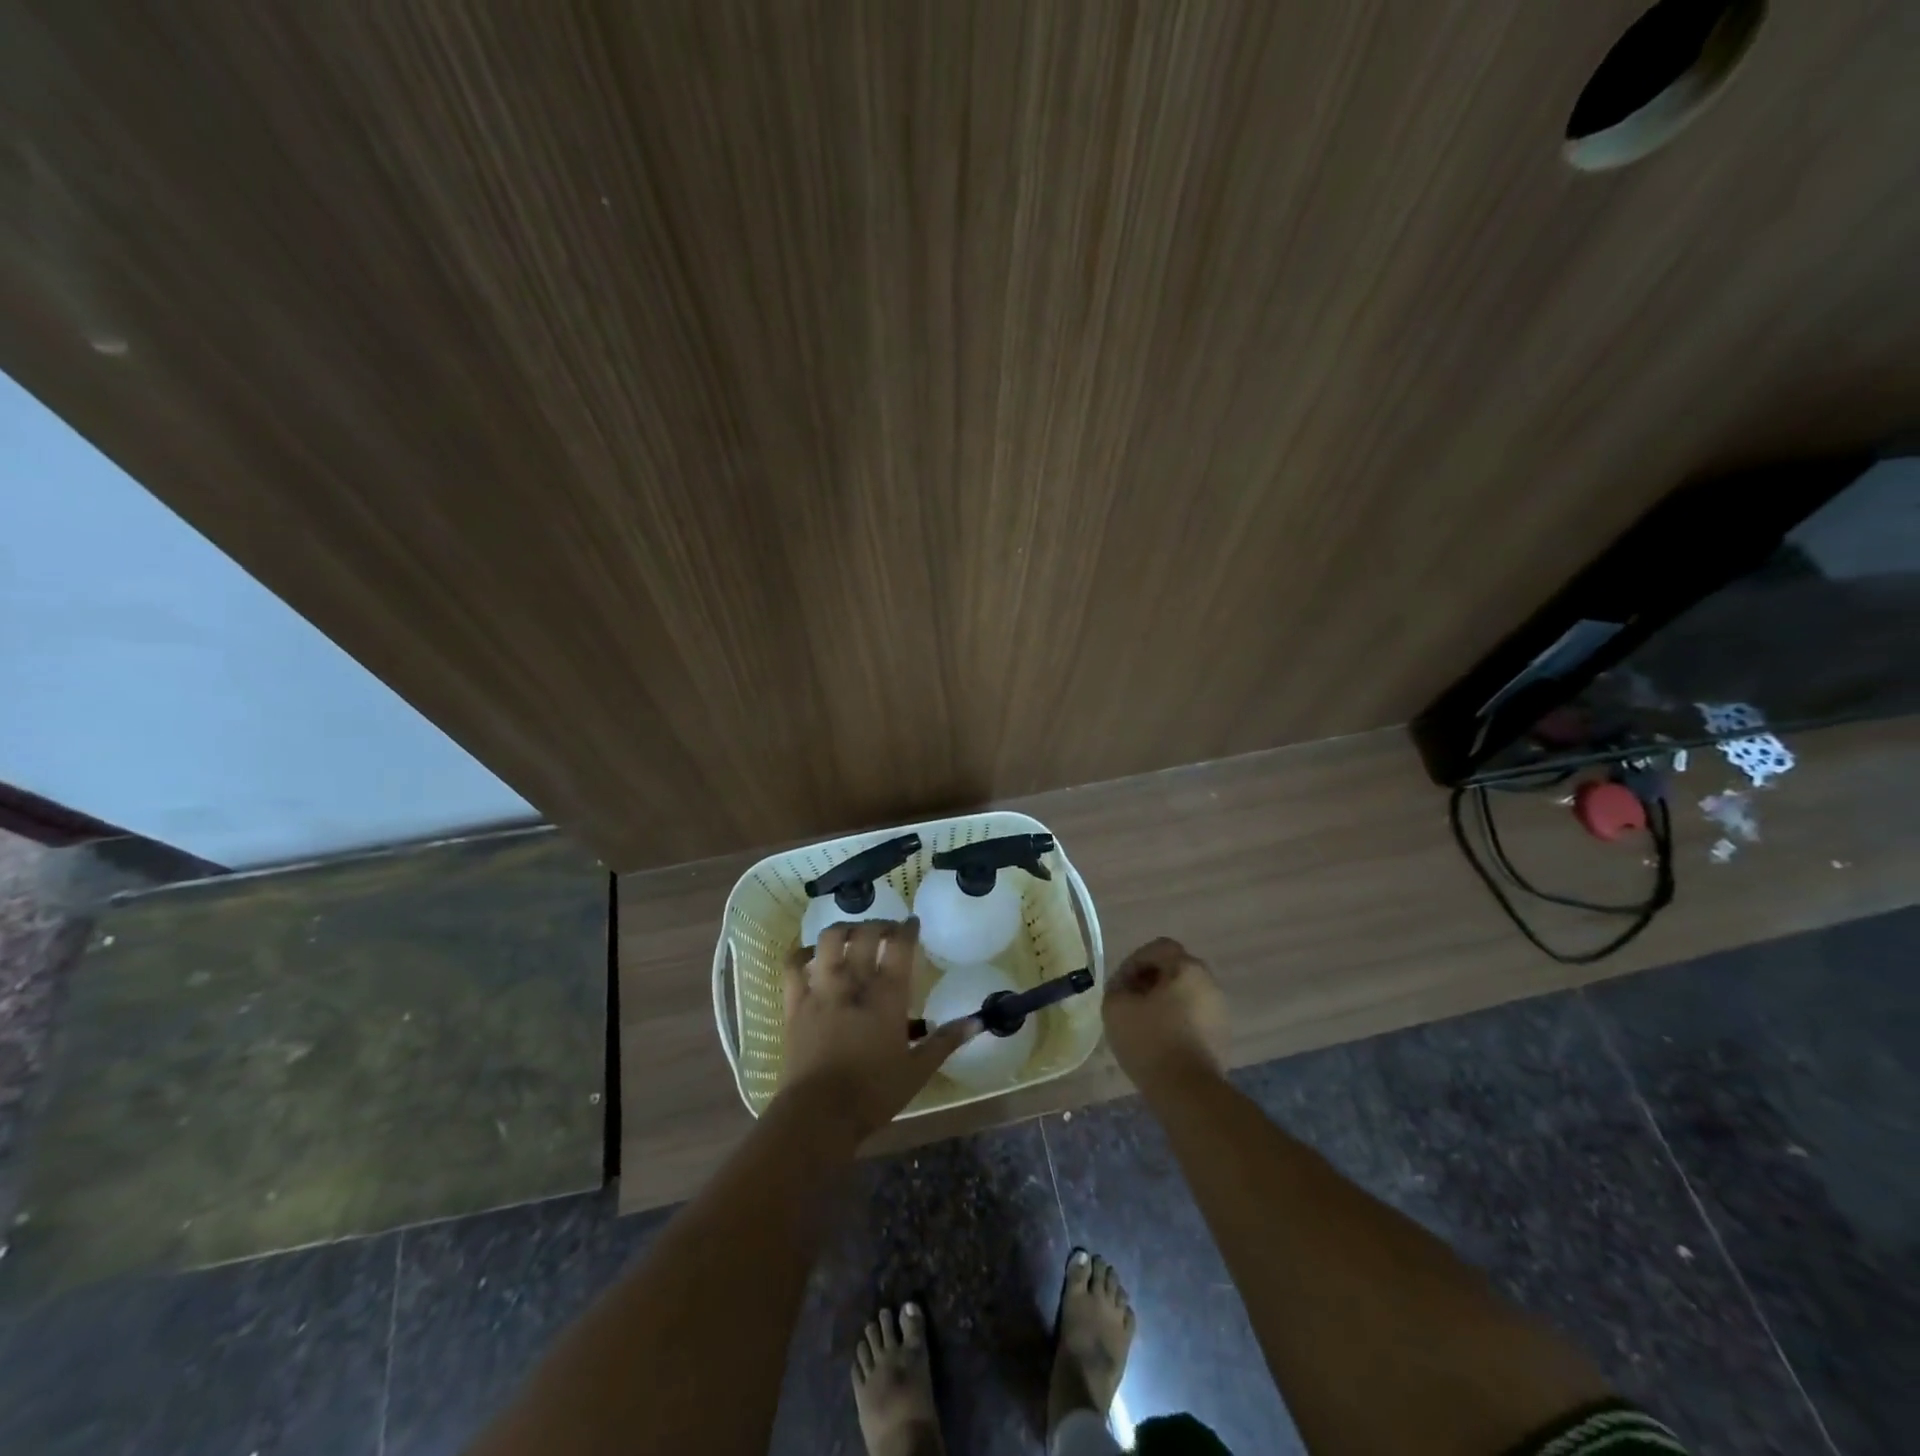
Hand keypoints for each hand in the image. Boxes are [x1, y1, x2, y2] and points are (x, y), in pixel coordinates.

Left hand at [777, 918, 977, 1137]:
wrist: (819, 1114)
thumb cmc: (874, 1093)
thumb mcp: (918, 1070)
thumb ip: (946, 1041)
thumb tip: (979, 1021)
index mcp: (887, 996)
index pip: (900, 946)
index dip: (907, 928)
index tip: (912, 922)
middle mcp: (854, 983)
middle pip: (865, 934)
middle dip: (878, 924)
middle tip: (887, 930)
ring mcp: (822, 990)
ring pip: (829, 940)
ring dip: (842, 929)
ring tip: (851, 934)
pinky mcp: (795, 1003)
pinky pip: (794, 966)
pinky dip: (802, 953)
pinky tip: (811, 954)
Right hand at [1102, 937, 1229, 1089]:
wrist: (1189, 1093)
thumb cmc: (1151, 1042)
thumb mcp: (1116, 1008)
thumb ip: (1116, 987)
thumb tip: (1125, 988)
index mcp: (1187, 968)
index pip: (1158, 948)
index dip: (1133, 961)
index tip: (1119, 986)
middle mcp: (1209, 983)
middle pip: (1174, 969)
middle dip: (1148, 981)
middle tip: (1129, 1002)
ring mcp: (1220, 1010)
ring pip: (1185, 993)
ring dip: (1163, 1002)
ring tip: (1142, 1023)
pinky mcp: (1222, 1036)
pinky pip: (1194, 1016)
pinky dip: (1176, 1020)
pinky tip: (1160, 1041)